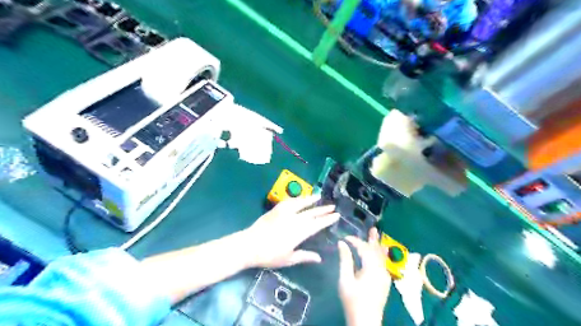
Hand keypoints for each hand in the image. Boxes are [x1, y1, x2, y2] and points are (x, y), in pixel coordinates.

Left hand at [242, 195, 341, 268]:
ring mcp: (285, 212)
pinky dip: (296, 199)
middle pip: (312, 213)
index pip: (317, 224)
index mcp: (300, 232)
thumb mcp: (289, 259)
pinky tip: (300, 198)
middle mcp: (294, 219)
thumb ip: (305, 256)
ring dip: (311, 200)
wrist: (250, 245)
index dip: (328, 219)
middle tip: (332, 206)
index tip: (336, 215)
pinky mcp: (276, 209)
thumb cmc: (270, 255)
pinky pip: (289, 201)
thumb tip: (319, 258)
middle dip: (323, 209)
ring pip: (301, 203)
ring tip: (319, 196)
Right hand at [339, 228, 392, 325]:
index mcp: (371, 268)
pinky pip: (383, 263)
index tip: (345, 238)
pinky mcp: (385, 282)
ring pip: (382, 257)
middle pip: (377, 250)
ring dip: (378, 246)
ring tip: (377, 236)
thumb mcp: (345, 280)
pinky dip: (380, 255)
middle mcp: (381, 270)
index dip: (355, 241)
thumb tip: (342, 244)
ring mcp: (385, 276)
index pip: (364, 249)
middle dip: (373, 239)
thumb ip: (345, 260)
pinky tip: (380, 252)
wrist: (366, 321)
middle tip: (373, 228)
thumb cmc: (353, 300)